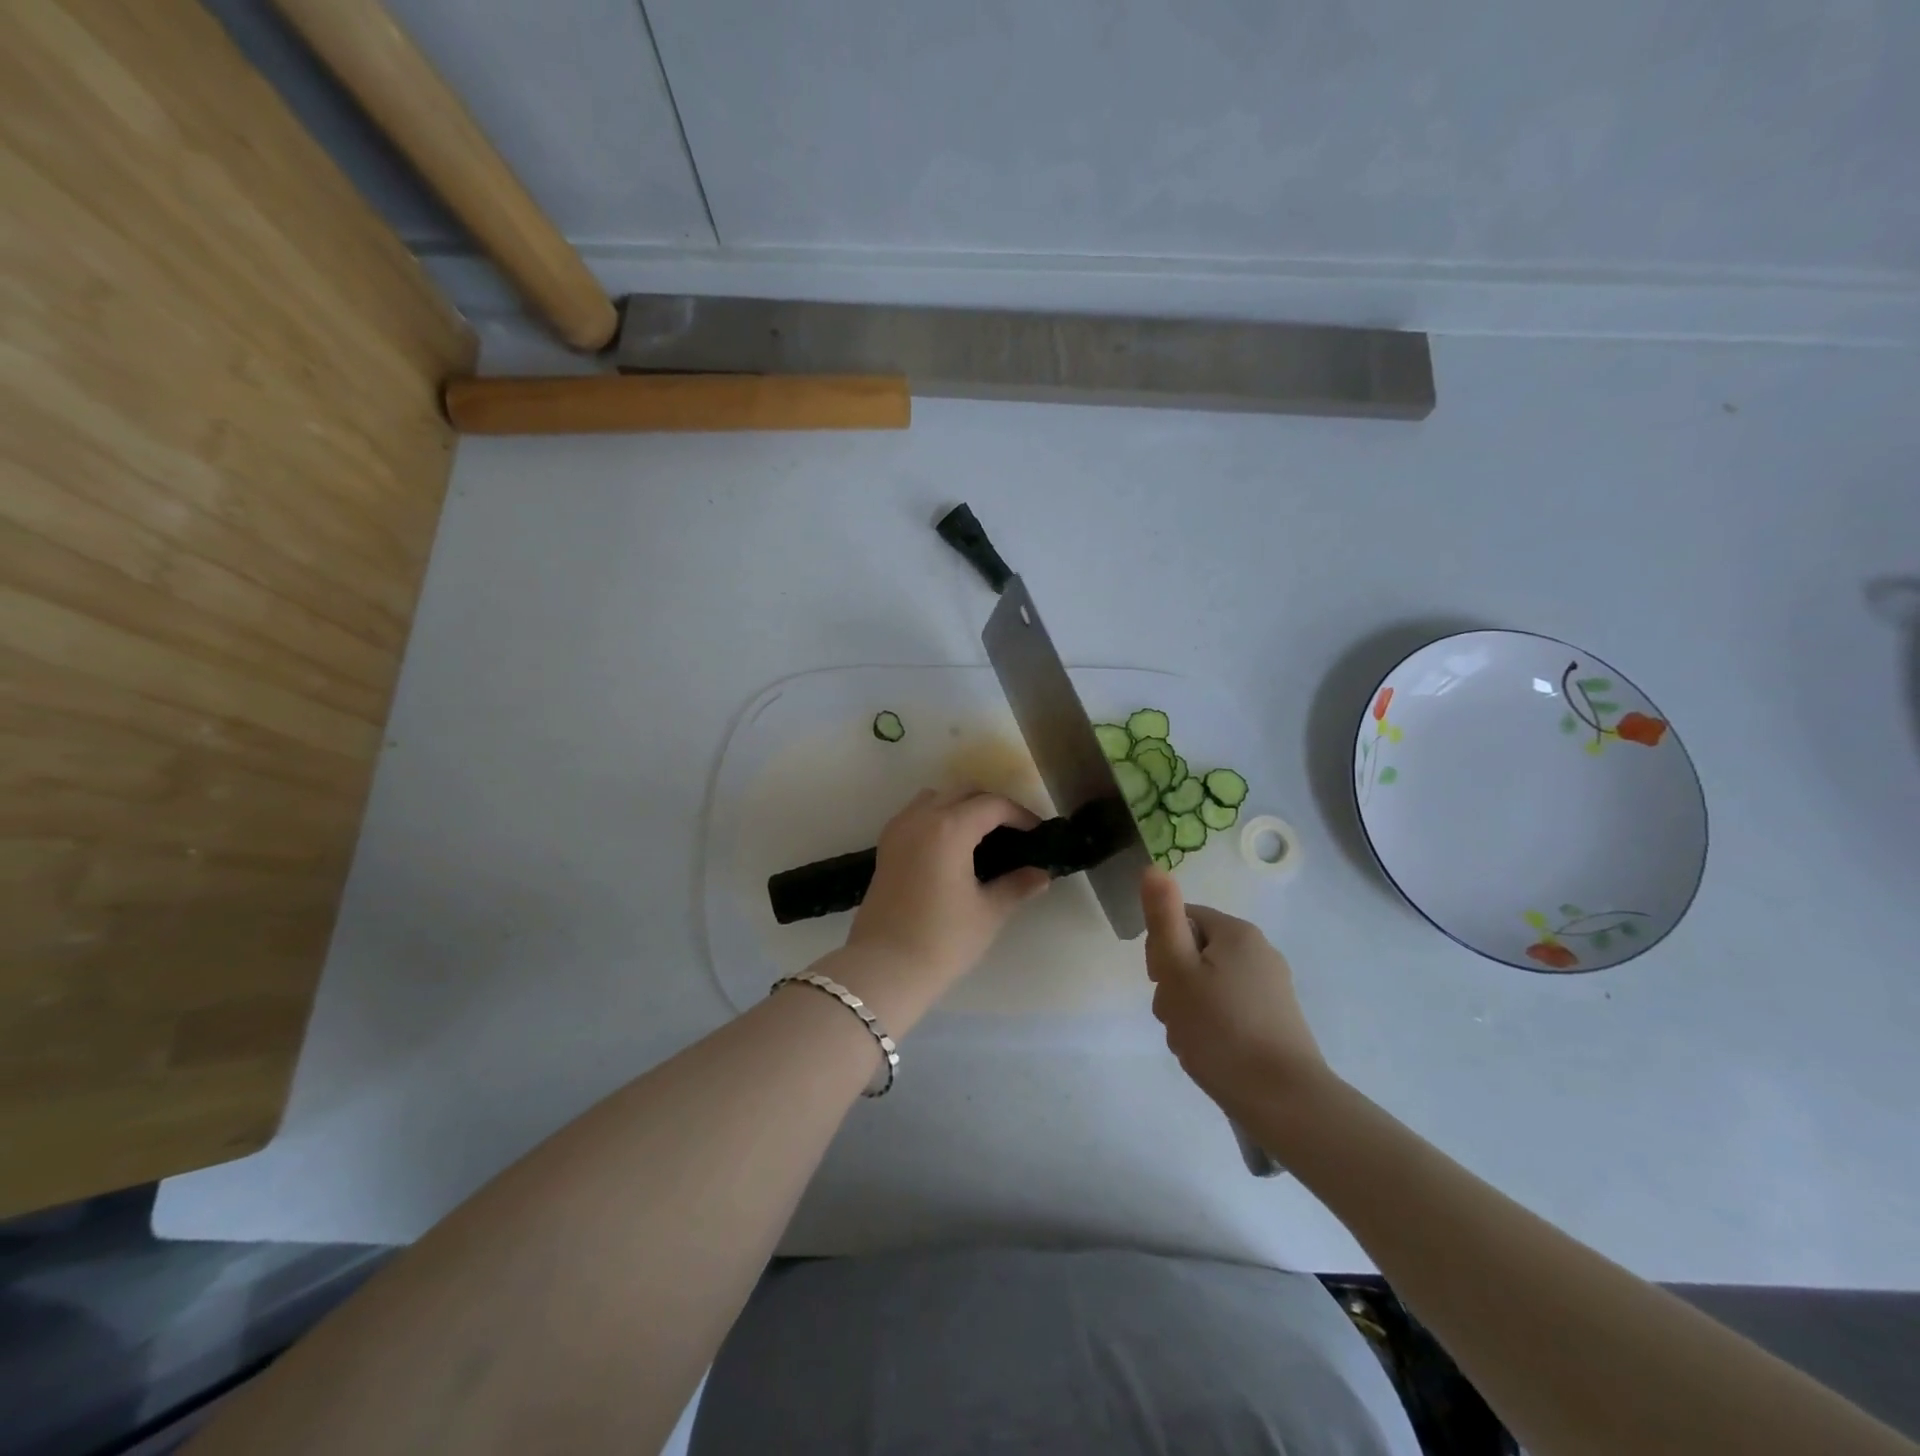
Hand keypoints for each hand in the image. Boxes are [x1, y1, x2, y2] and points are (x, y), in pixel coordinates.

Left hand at [834, 788, 1050, 1028]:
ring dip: (961, 805)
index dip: (1020, 815)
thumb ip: (1017, 885)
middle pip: (963, 791)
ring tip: (981, 836)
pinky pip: (916, 813)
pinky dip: (937, 816)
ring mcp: (899, 829)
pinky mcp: (885, 845)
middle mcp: (921, 818)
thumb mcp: (988, 913)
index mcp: (949, 828)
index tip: (1036, 834)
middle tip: (1013, 832)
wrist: (884, 968)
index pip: (992, 805)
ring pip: (936, 797)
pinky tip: (951, 848)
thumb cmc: (942, 940)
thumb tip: (1041, 874)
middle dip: (991, 805)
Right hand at [1141, 869, 1330, 1117]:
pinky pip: (1229, 1008)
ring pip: (1208, 984)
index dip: (1160, 950)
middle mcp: (1258, 951)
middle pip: (1193, 953)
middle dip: (1174, 983)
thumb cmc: (1221, 1030)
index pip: (1180, 920)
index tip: (1160, 983)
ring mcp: (1271, 987)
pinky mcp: (1276, 1019)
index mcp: (1236, 932)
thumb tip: (1153, 867)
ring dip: (1188, 1008)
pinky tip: (1210, 1052)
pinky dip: (1212, 1025)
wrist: (1285, 1101)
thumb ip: (1162, 917)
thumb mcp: (1178, 970)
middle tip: (1174, 1016)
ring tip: (1191, 1040)